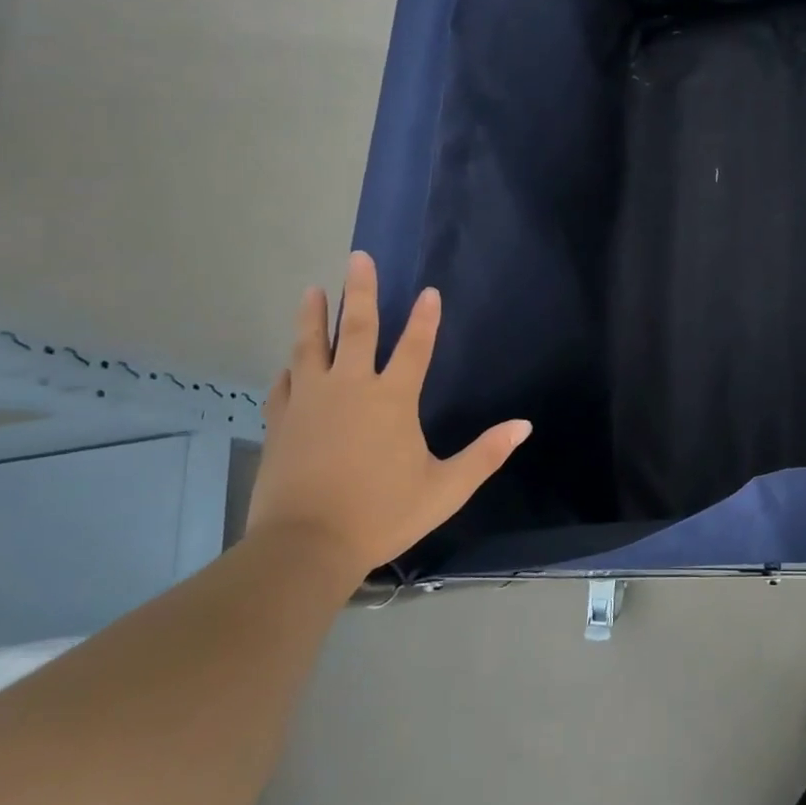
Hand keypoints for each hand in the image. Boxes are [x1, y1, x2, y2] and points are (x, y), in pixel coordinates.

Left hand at [246, 251, 529, 583]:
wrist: (304, 547)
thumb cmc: (383, 514)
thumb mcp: (446, 488)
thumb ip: (486, 454)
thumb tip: (524, 426)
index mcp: (392, 400)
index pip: (414, 347)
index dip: (425, 318)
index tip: (429, 291)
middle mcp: (350, 389)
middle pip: (356, 329)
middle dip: (360, 291)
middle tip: (357, 257)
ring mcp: (310, 403)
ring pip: (311, 347)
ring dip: (313, 316)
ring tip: (312, 290)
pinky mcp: (281, 423)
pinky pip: (284, 384)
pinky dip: (290, 367)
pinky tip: (289, 362)